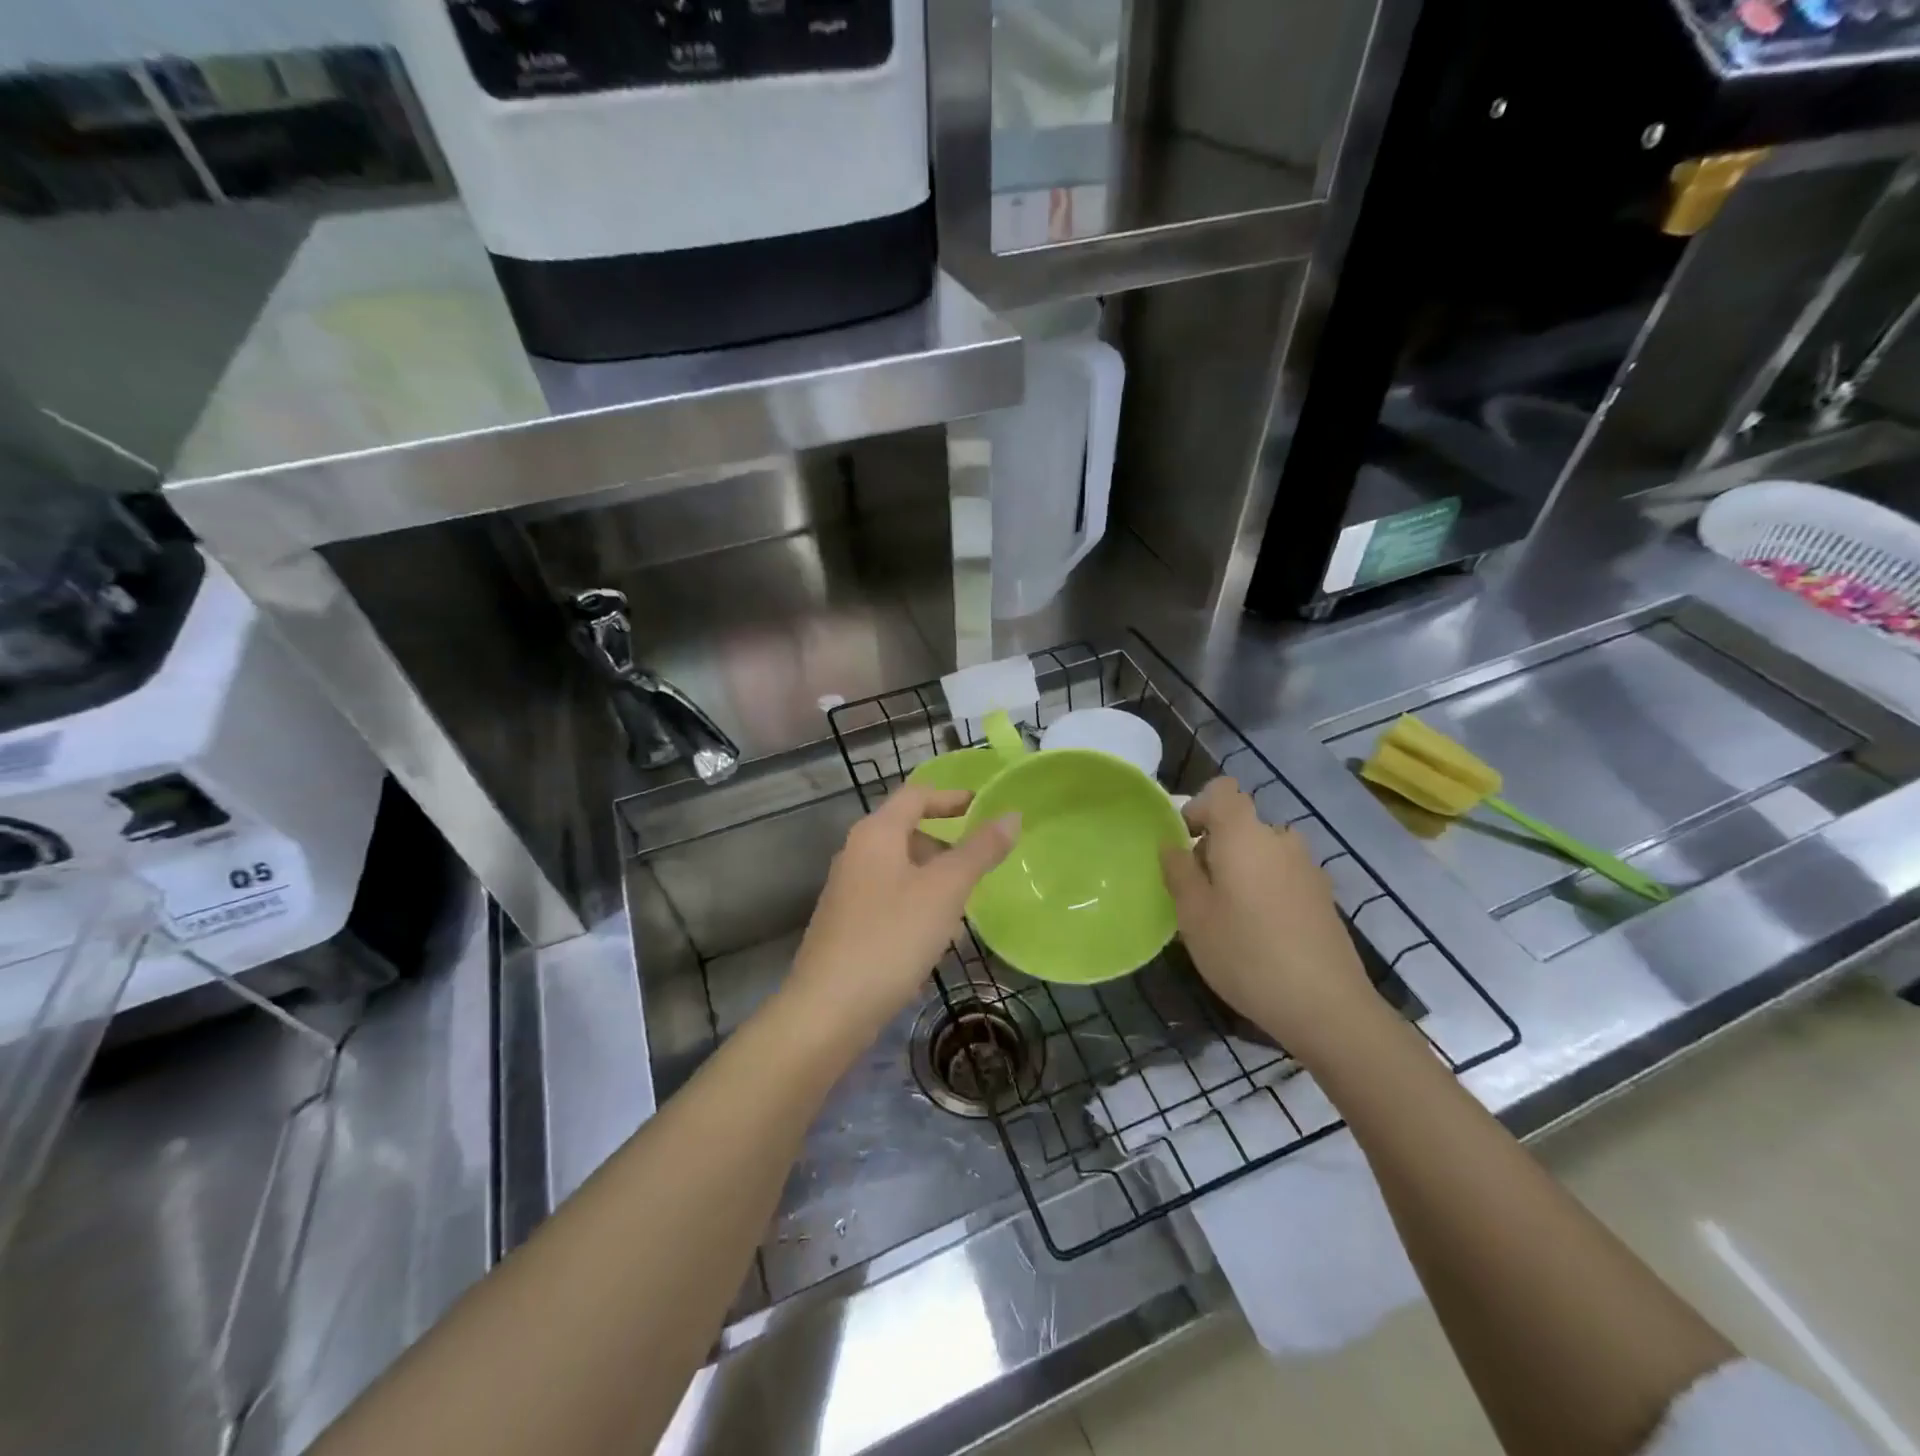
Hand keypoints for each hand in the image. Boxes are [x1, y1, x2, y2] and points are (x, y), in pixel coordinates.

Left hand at [785, 787, 1019, 1042]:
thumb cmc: (892, 937)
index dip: (951, 797)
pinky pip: (890, 901)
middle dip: (946, 846)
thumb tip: (1011, 815)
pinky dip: (917, 907)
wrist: (829, 1009)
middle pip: (907, 833)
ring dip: (934, 881)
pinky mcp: (846, 926)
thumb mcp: (945, 890)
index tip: (982, 806)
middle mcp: (856, 854)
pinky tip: (935, 941)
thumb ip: (979, 850)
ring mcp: (848, 891)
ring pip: (901, 871)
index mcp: (876, 834)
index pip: (916, 796)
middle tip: (979, 866)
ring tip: (964, 910)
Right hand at [1160, 778, 1382, 1062]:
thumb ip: (1178, 872)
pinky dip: (1266, 889)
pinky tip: (1260, 933)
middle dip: (1216, 847)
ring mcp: (1308, 868)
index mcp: (1244, 835)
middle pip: (1242, 824)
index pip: (1222, 790)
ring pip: (1263, 852)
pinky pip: (1283, 876)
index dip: (1199, 808)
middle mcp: (1280, 840)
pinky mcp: (1323, 897)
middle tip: (1198, 891)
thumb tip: (1173, 845)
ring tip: (1228, 913)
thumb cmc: (1245, 953)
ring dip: (1242, 869)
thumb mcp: (1193, 915)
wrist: (1325, 1006)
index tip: (1185, 844)